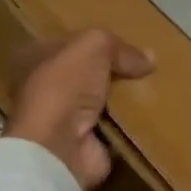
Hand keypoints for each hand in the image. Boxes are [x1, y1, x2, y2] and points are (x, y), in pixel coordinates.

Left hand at [6, 29, 154, 190]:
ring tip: (156, 89)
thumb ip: (119, 47)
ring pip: (101, 101)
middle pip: (87, 74)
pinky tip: (152, 115)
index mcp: (35, 59)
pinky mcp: (84, 144)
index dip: (98, 43)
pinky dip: (130, 125)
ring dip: (125, 100)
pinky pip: (114, 128)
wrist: (59, 146)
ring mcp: (63, 120)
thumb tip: (148, 59)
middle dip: (114, 72)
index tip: (129, 44)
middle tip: (146, 68)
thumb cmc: (65, 87)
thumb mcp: (93, 46)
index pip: (70, 45)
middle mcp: (45, 88)